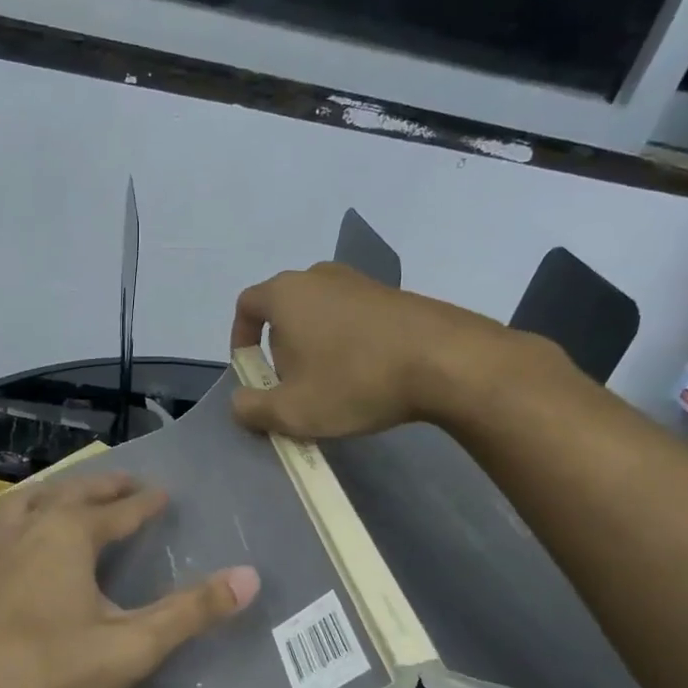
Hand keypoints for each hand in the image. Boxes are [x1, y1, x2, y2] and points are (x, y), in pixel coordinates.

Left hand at [0, 473, 259, 687]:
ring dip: (47, 494)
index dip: (146, 502)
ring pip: (19, 505)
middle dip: (101, 486)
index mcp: (71, 536)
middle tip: (125, 482)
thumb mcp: (130, 646)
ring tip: (62, 495)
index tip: (165, 493)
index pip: (120, 511)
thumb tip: (250, 577)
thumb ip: (190, 612)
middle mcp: (29, 531)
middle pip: (70, 494)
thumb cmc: (47, 668)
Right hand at [229, 262, 525, 438]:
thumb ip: (251, 409)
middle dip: (280, 348)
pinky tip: (367, 375)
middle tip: (292, 385)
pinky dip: (349, 343)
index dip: (240, 339)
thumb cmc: (354, 381)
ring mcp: (361, 282)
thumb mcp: (291, 411)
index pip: (246, 306)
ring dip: (316, 347)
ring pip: (321, 314)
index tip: (251, 371)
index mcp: (286, 294)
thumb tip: (239, 403)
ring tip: (331, 384)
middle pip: (284, 310)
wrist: (447, 361)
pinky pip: (355, 318)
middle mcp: (320, 277)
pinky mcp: (395, 295)